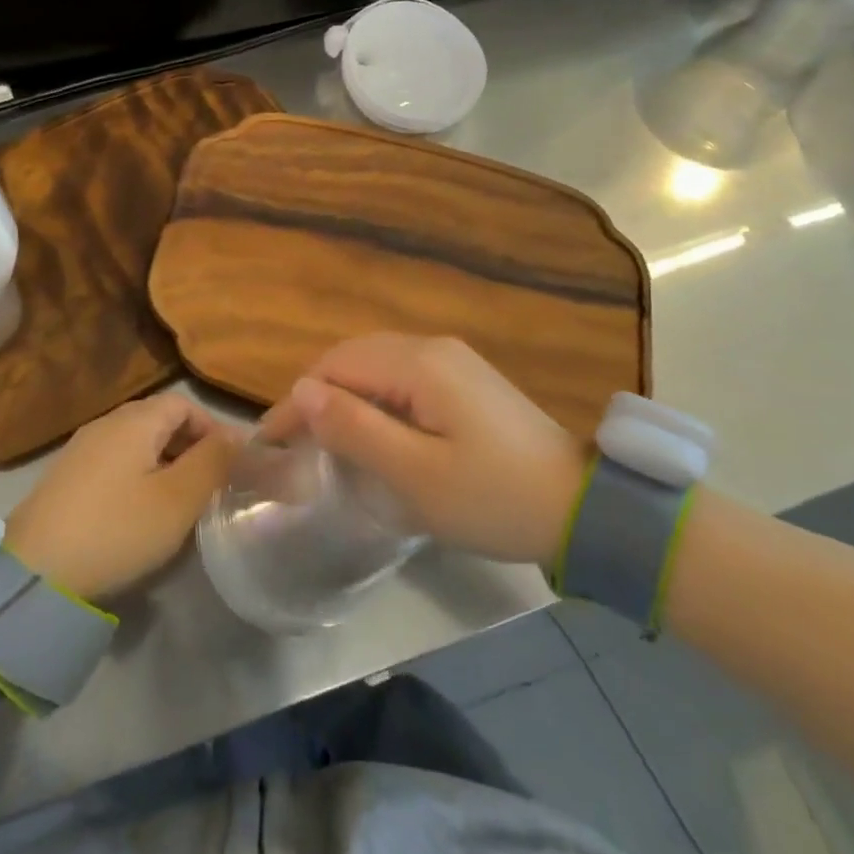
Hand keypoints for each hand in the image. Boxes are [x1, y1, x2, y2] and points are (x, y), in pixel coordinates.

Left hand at [5, 393, 237, 601]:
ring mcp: (80, 449)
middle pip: (158, 420)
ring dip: (164, 463)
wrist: (34, 573)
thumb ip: (213, 462)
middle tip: (208, 485)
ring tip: (178, 502)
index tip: (229, 464)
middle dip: (189, 446)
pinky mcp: (64, 478)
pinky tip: (138, 512)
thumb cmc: (117, 529)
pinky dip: (137, 476)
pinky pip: (113, 463)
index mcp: (134, 420)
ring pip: (136, 443)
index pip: (183, 404)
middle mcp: (106, 423)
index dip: (211, 428)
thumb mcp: (178, 500)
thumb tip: (239, 435)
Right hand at [261, 334, 586, 568]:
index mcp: (419, 364)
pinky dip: (374, 399)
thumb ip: (355, 428)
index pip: (335, 366)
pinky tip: (373, 432)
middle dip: (317, 395)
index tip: (271, 444)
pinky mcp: (465, 379)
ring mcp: (452, 360)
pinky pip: (402, 377)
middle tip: (294, 445)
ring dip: (345, 396)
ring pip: (377, 365)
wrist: (581, 506)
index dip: (298, 401)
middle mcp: (432, 348)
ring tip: (325, 440)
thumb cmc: (493, 497)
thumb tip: (300, 391)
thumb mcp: (416, 474)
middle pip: (353, 358)